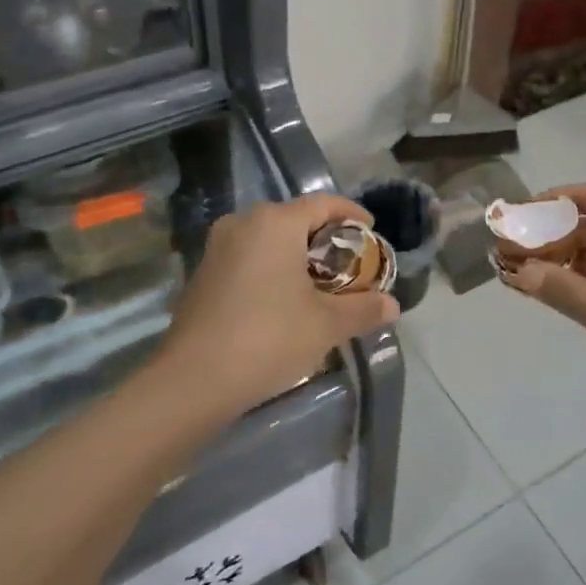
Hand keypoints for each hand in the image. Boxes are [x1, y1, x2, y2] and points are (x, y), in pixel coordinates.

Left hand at [161, 193, 397, 418]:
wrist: (193, 380)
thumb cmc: (268, 338)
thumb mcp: (326, 325)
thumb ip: (363, 309)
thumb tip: (393, 305)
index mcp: (275, 222)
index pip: (324, 204)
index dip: (352, 215)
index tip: (371, 233)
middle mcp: (243, 223)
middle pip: (295, 219)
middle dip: (325, 239)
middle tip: (349, 264)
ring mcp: (218, 247)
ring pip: (269, 239)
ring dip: (296, 255)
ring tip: (320, 284)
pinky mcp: (203, 273)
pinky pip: (248, 257)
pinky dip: (271, 268)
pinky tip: (283, 300)